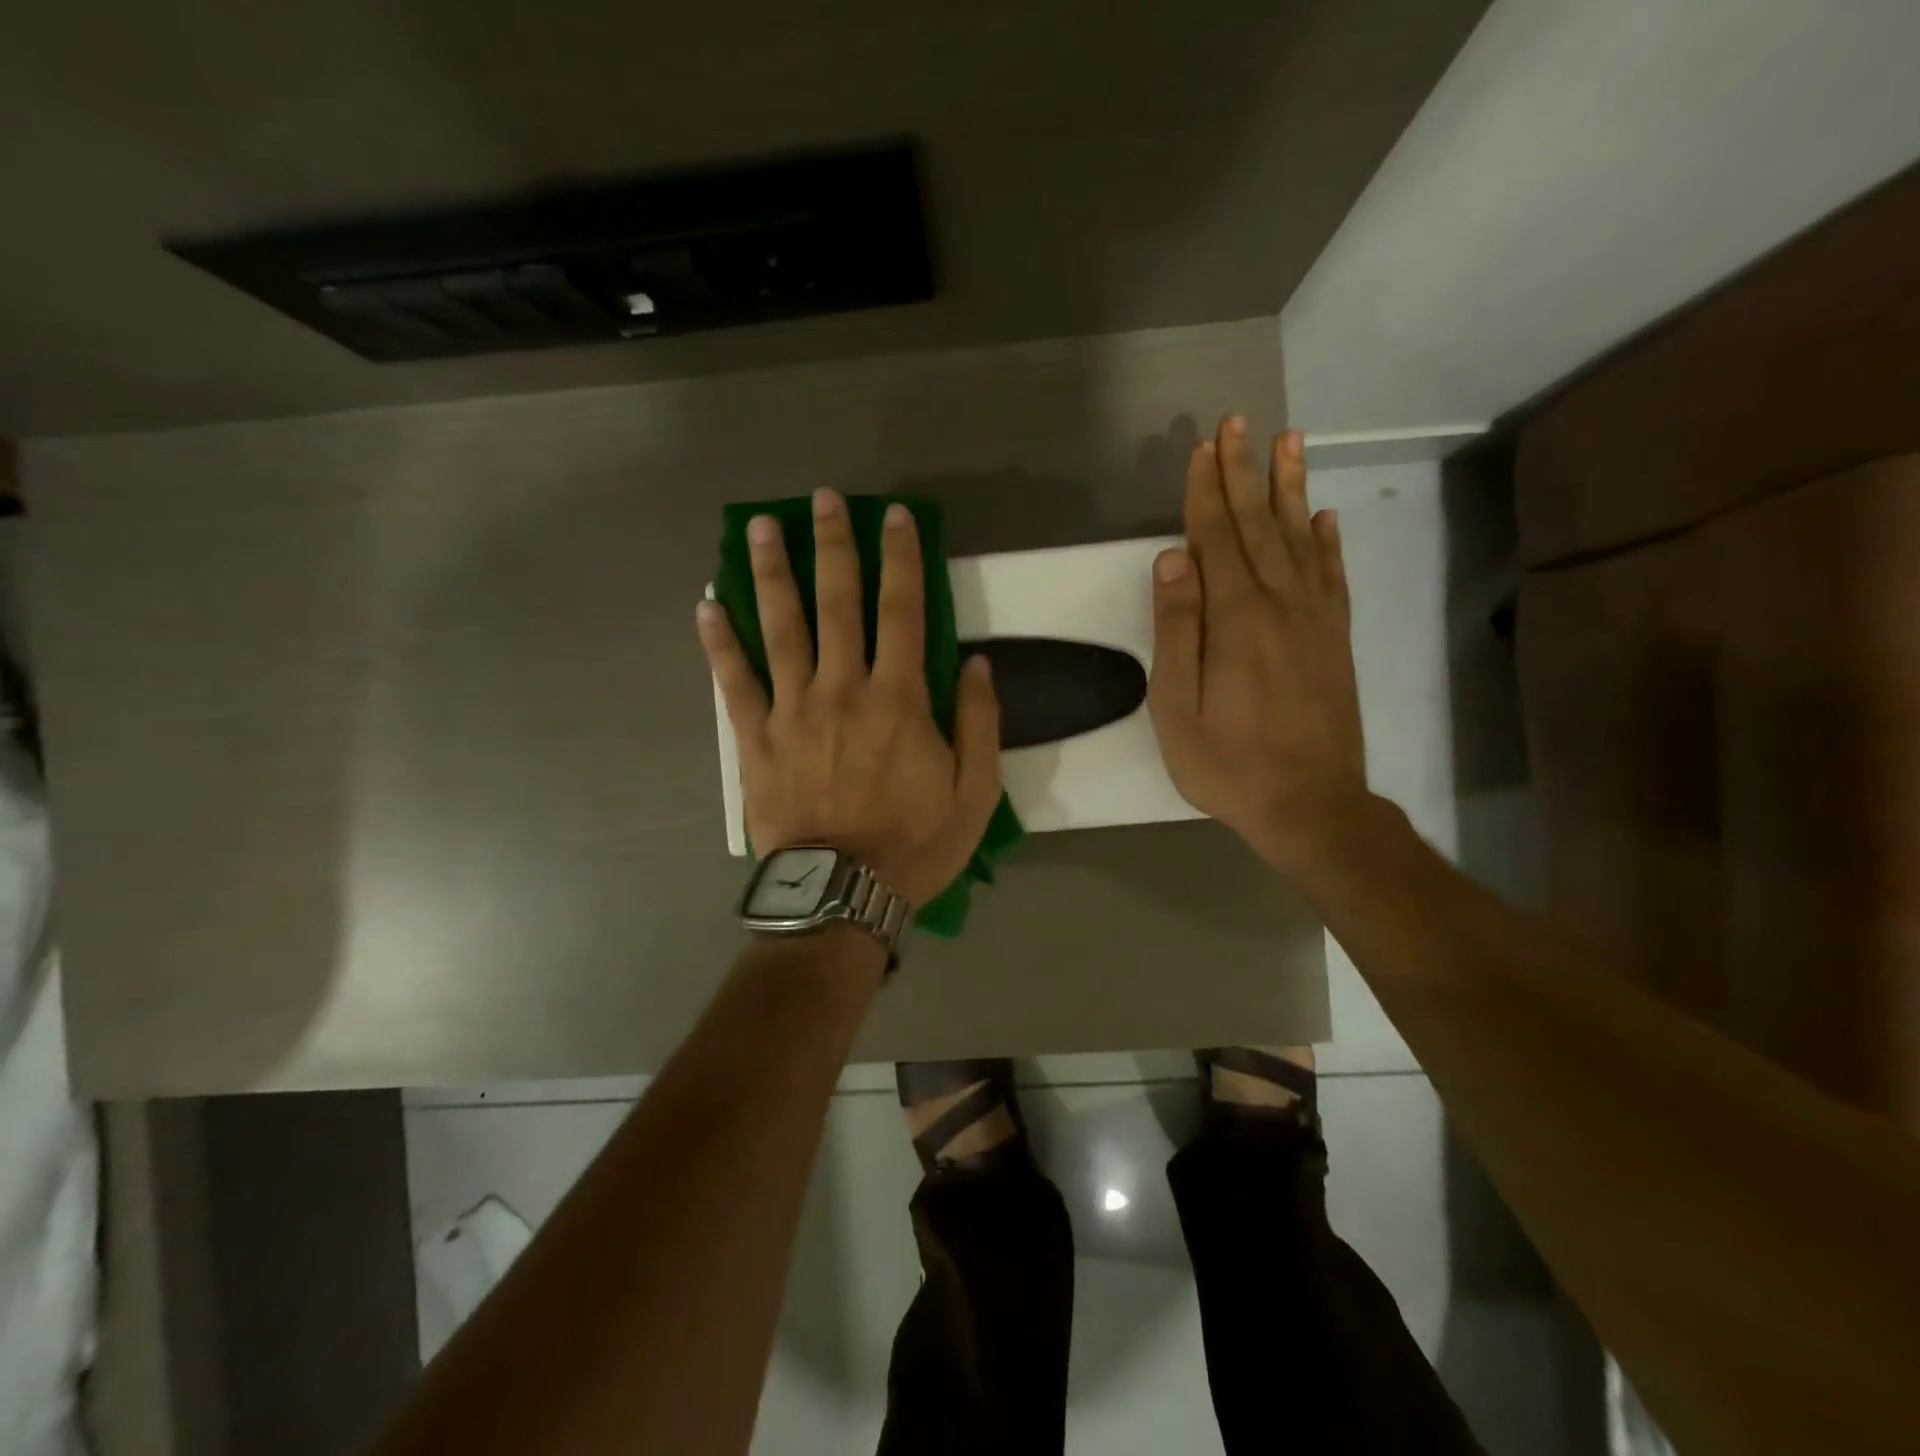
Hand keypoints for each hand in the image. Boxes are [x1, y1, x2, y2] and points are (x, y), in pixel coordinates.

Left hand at [698, 488, 1002, 905]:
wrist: (842, 894)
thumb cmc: (915, 844)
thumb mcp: (976, 792)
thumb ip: (979, 722)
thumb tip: (977, 663)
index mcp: (898, 698)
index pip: (903, 610)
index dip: (901, 558)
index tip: (894, 516)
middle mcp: (842, 689)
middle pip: (836, 603)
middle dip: (833, 545)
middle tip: (823, 499)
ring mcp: (792, 710)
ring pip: (779, 628)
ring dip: (770, 573)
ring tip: (760, 528)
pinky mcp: (756, 739)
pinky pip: (734, 682)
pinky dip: (719, 642)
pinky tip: (706, 605)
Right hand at [1148, 418, 1368, 874]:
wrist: (1312, 806)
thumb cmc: (1228, 764)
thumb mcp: (1177, 707)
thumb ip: (1176, 629)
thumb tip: (1173, 558)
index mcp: (1236, 619)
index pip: (1217, 539)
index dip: (1206, 492)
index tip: (1202, 446)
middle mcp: (1281, 605)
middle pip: (1258, 526)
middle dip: (1244, 472)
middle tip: (1240, 422)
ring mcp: (1316, 620)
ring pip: (1300, 538)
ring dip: (1289, 488)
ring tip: (1289, 440)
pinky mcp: (1336, 639)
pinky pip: (1332, 576)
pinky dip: (1327, 541)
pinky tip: (1322, 515)